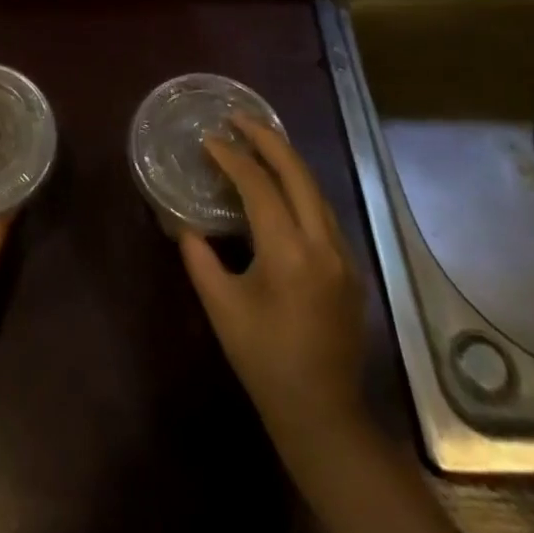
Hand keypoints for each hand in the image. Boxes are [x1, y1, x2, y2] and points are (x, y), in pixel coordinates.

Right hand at [178, 114, 366, 446]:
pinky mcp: (350, 265)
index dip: (232, 157)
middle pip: (297, 172)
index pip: (259, 185)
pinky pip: (322, 209)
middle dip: (266, 138)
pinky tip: (279, 184)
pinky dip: (298, 185)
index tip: (208, 140)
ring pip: (314, 187)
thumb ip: (199, 256)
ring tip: (255, 140)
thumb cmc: (264, 361)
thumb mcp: (221, 307)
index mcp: (289, 253)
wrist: (323, 414)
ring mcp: (343, 253)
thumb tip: (183, 222)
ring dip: (285, 159)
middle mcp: (322, 243)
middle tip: (236, 118)